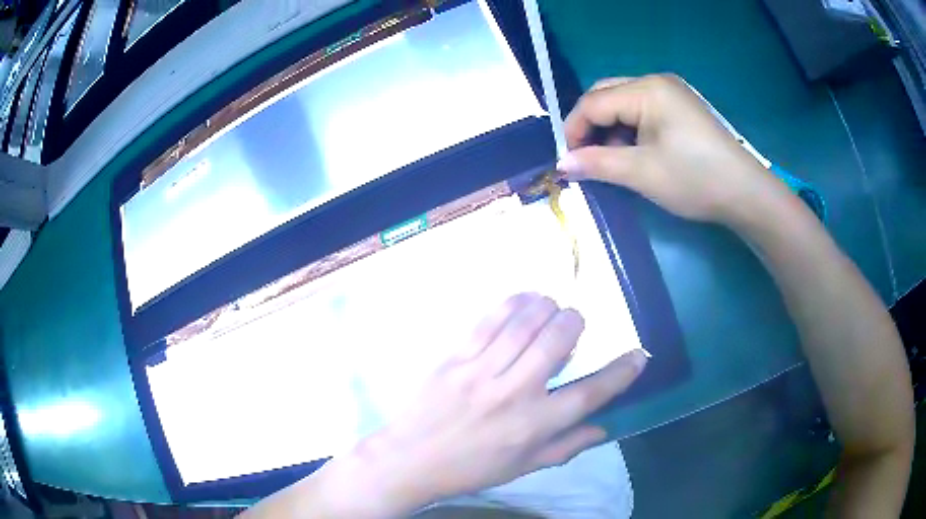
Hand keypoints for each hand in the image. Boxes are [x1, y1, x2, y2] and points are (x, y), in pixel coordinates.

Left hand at [330, 293, 647, 515]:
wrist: (411, 459)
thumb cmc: (471, 469)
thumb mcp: (524, 467)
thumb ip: (567, 446)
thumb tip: (604, 428)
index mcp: (534, 427)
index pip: (589, 394)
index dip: (620, 372)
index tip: (639, 354)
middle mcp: (513, 395)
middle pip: (557, 342)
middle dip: (575, 322)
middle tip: (576, 322)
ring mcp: (481, 372)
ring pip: (524, 325)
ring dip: (546, 307)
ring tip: (552, 307)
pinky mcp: (455, 358)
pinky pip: (488, 322)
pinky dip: (512, 304)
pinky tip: (524, 300)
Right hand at [558, 74, 792, 226]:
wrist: (745, 193)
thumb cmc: (694, 179)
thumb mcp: (641, 173)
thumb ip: (597, 164)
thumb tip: (562, 164)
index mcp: (647, 90)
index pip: (593, 102)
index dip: (574, 130)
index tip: (568, 162)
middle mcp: (656, 82)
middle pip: (606, 95)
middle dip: (591, 126)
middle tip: (586, 158)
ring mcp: (672, 93)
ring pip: (624, 103)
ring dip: (610, 128)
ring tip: (612, 159)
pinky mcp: (681, 107)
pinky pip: (643, 110)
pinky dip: (630, 129)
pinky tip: (634, 152)